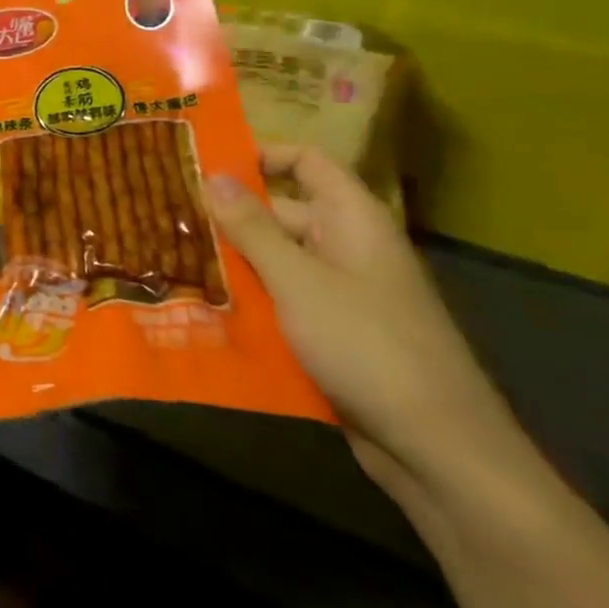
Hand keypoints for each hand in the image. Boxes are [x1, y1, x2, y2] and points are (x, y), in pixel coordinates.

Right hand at [206, 147, 525, 500]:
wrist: (439, 452)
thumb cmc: (368, 346)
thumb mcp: (298, 281)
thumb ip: (252, 227)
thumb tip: (213, 174)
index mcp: (353, 220)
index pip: (307, 162)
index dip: (261, 155)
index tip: (205, 165)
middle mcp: (349, 248)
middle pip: (282, 213)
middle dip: (229, 216)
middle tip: (168, 217)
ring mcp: (343, 293)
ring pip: (277, 261)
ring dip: (233, 263)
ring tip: (172, 259)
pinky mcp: (334, 334)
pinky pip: (284, 301)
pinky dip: (250, 301)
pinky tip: (203, 308)